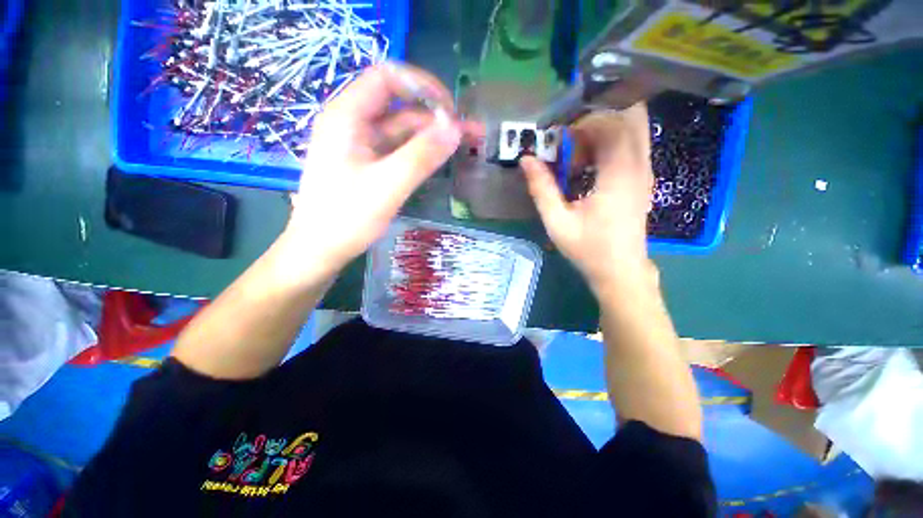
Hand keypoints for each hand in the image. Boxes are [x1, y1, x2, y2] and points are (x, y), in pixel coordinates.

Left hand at [281, 63, 481, 280]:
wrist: (320, 250)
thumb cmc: (346, 218)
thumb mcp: (387, 186)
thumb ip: (421, 156)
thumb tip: (456, 128)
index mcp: (347, 116)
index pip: (387, 78)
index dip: (422, 86)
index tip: (451, 110)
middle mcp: (353, 123)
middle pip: (400, 106)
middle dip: (436, 116)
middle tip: (470, 132)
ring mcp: (361, 145)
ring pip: (402, 130)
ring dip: (433, 135)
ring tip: (466, 144)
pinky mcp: (369, 164)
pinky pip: (398, 149)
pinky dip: (421, 151)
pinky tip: (440, 158)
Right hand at [520, 104, 653, 290]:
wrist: (620, 270)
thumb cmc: (588, 249)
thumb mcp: (557, 222)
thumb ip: (542, 188)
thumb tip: (526, 159)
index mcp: (618, 176)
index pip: (611, 124)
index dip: (583, 122)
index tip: (559, 138)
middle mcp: (638, 166)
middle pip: (629, 117)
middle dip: (596, 119)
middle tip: (569, 140)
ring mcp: (645, 171)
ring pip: (634, 127)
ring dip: (604, 129)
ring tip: (578, 152)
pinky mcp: (643, 178)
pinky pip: (633, 143)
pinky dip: (611, 141)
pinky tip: (590, 163)